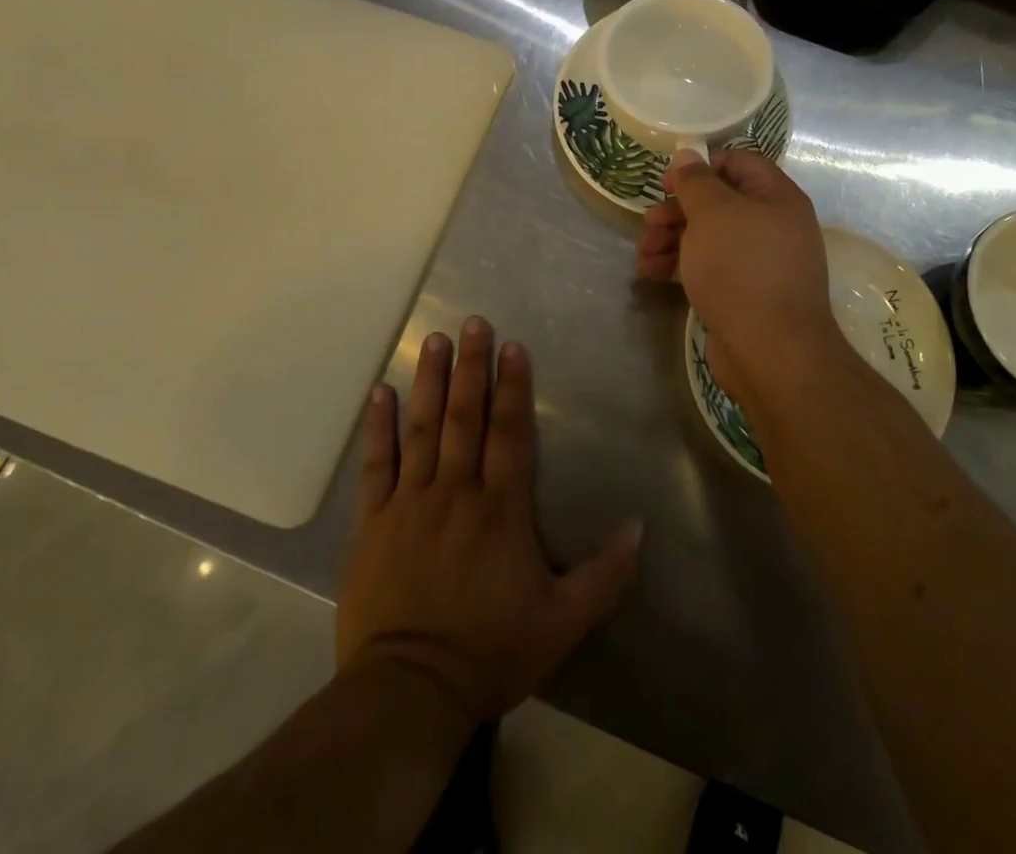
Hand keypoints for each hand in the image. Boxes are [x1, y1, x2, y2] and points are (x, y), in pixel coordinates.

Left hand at [337, 317, 642, 726]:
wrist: (409, 693)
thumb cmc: (490, 652)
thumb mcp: (563, 622)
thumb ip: (605, 574)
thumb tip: (641, 527)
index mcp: (502, 510)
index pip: (510, 433)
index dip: (513, 386)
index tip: (511, 346)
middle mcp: (457, 492)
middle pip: (465, 417)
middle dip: (470, 367)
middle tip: (472, 322)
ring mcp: (411, 503)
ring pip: (422, 429)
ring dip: (429, 382)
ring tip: (433, 340)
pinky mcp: (374, 522)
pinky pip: (377, 465)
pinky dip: (378, 428)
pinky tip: (380, 394)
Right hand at [635, 150, 846, 408]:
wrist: (770, 351)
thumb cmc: (741, 268)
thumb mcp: (713, 213)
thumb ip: (696, 181)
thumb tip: (687, 156)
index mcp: (777, 198)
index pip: (739, 162)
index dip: (702, 166)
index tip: (669, 183)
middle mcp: (774, 226)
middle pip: (719, 203)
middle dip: (678, 211)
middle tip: (649, 223)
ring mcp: (760, 263)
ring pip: (710, 238)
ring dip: (672, 240)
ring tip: (643, 254)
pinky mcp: (745, 295)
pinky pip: (710, 269)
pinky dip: (680, 266)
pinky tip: (650, 274)